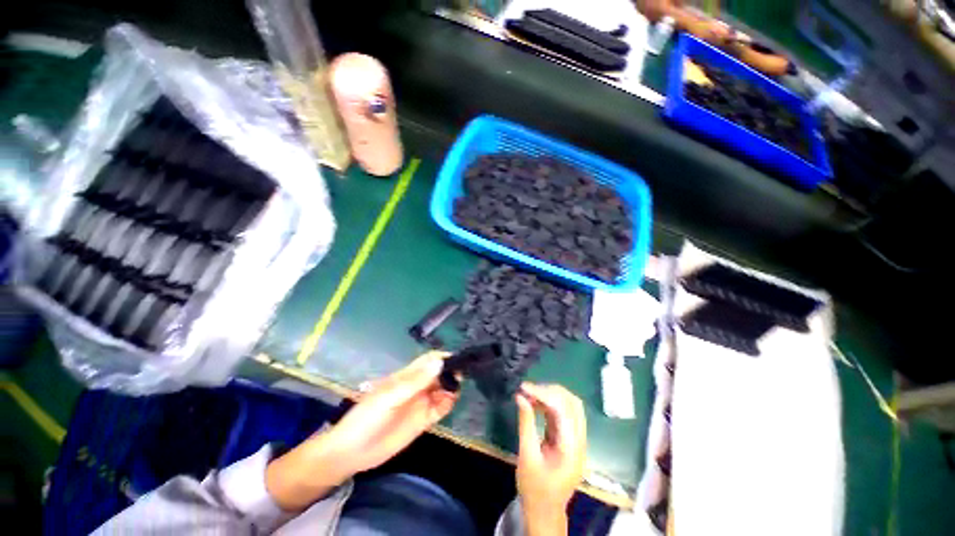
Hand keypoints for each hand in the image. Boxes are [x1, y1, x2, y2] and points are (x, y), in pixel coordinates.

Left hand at [266, 352, 457, 510]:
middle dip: (452, 370)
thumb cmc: (366, 419)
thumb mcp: (389, 397)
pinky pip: (441, 407)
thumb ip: (415, 381)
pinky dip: (449, 402)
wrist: (351, 454)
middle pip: (439, 372)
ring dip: (453, 386)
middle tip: (465, 374)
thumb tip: (440, 361)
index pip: (429, 360)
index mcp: (407, 376)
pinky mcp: (424, 420)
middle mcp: (418, 386)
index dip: (443, 357)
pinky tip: (452, 401)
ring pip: (443, 389)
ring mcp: (421, 403)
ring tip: (459, 388)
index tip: (460, 358)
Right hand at [515, 383, 586, 535]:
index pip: (563, 410)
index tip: (524, 387)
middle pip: (572, 403)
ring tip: (529, 394)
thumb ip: (526, 424)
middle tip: (528, 389)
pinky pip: (563, 414)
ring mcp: (576, 439)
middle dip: (550, 391)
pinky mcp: (569, 439)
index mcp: (571, 448)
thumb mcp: (527, 456)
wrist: (545, 512)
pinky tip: (535, 403)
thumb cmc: (535, 489)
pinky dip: (549, 404)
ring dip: (550, 395)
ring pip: (569, 406)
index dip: (544, 393)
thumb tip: (520, 396)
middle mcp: (579, 441)